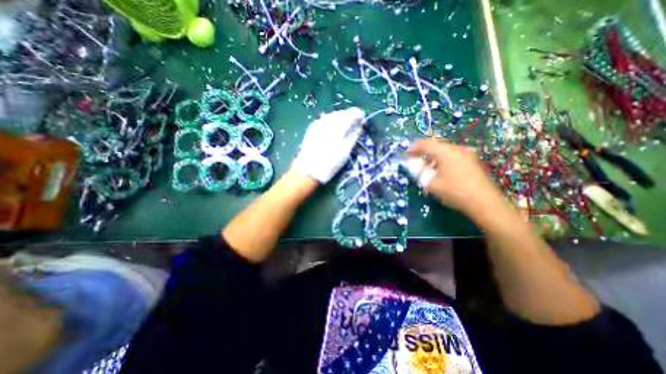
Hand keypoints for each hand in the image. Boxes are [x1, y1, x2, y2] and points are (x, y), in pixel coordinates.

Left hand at [293, 106, 363, 183]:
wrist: (309, 170)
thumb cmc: (330, 163)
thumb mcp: (345, 151)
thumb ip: (353, 136)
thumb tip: (359, 126)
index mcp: (338, 126)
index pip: (352, 113)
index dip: (358, 115)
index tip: (362, 120)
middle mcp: (328, 121)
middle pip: (342, 113)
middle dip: (349, 117)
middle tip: (354, 125)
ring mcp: (318, 123)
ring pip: (333, 115)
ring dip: (340, 119)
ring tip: (344, 128)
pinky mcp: (312, 128)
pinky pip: (325, 120)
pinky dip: (331, 122)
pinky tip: (332, 130)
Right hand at [409, 139, 501, 215]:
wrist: (483, 201)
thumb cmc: (454, 190)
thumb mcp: (431, 183)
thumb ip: (420, 172)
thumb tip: (413, 165)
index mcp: (446, 152)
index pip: (426, 143)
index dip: (414, 147)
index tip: (407, 154)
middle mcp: (457, 149)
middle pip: (436, 146)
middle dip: (424, 154)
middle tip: (416, 163)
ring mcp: (467, 154)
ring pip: (445, 151)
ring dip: (433, 158)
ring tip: (427, 170)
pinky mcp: (472, 161)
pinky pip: (453, 156)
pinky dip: (443, 161)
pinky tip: (441, 172)